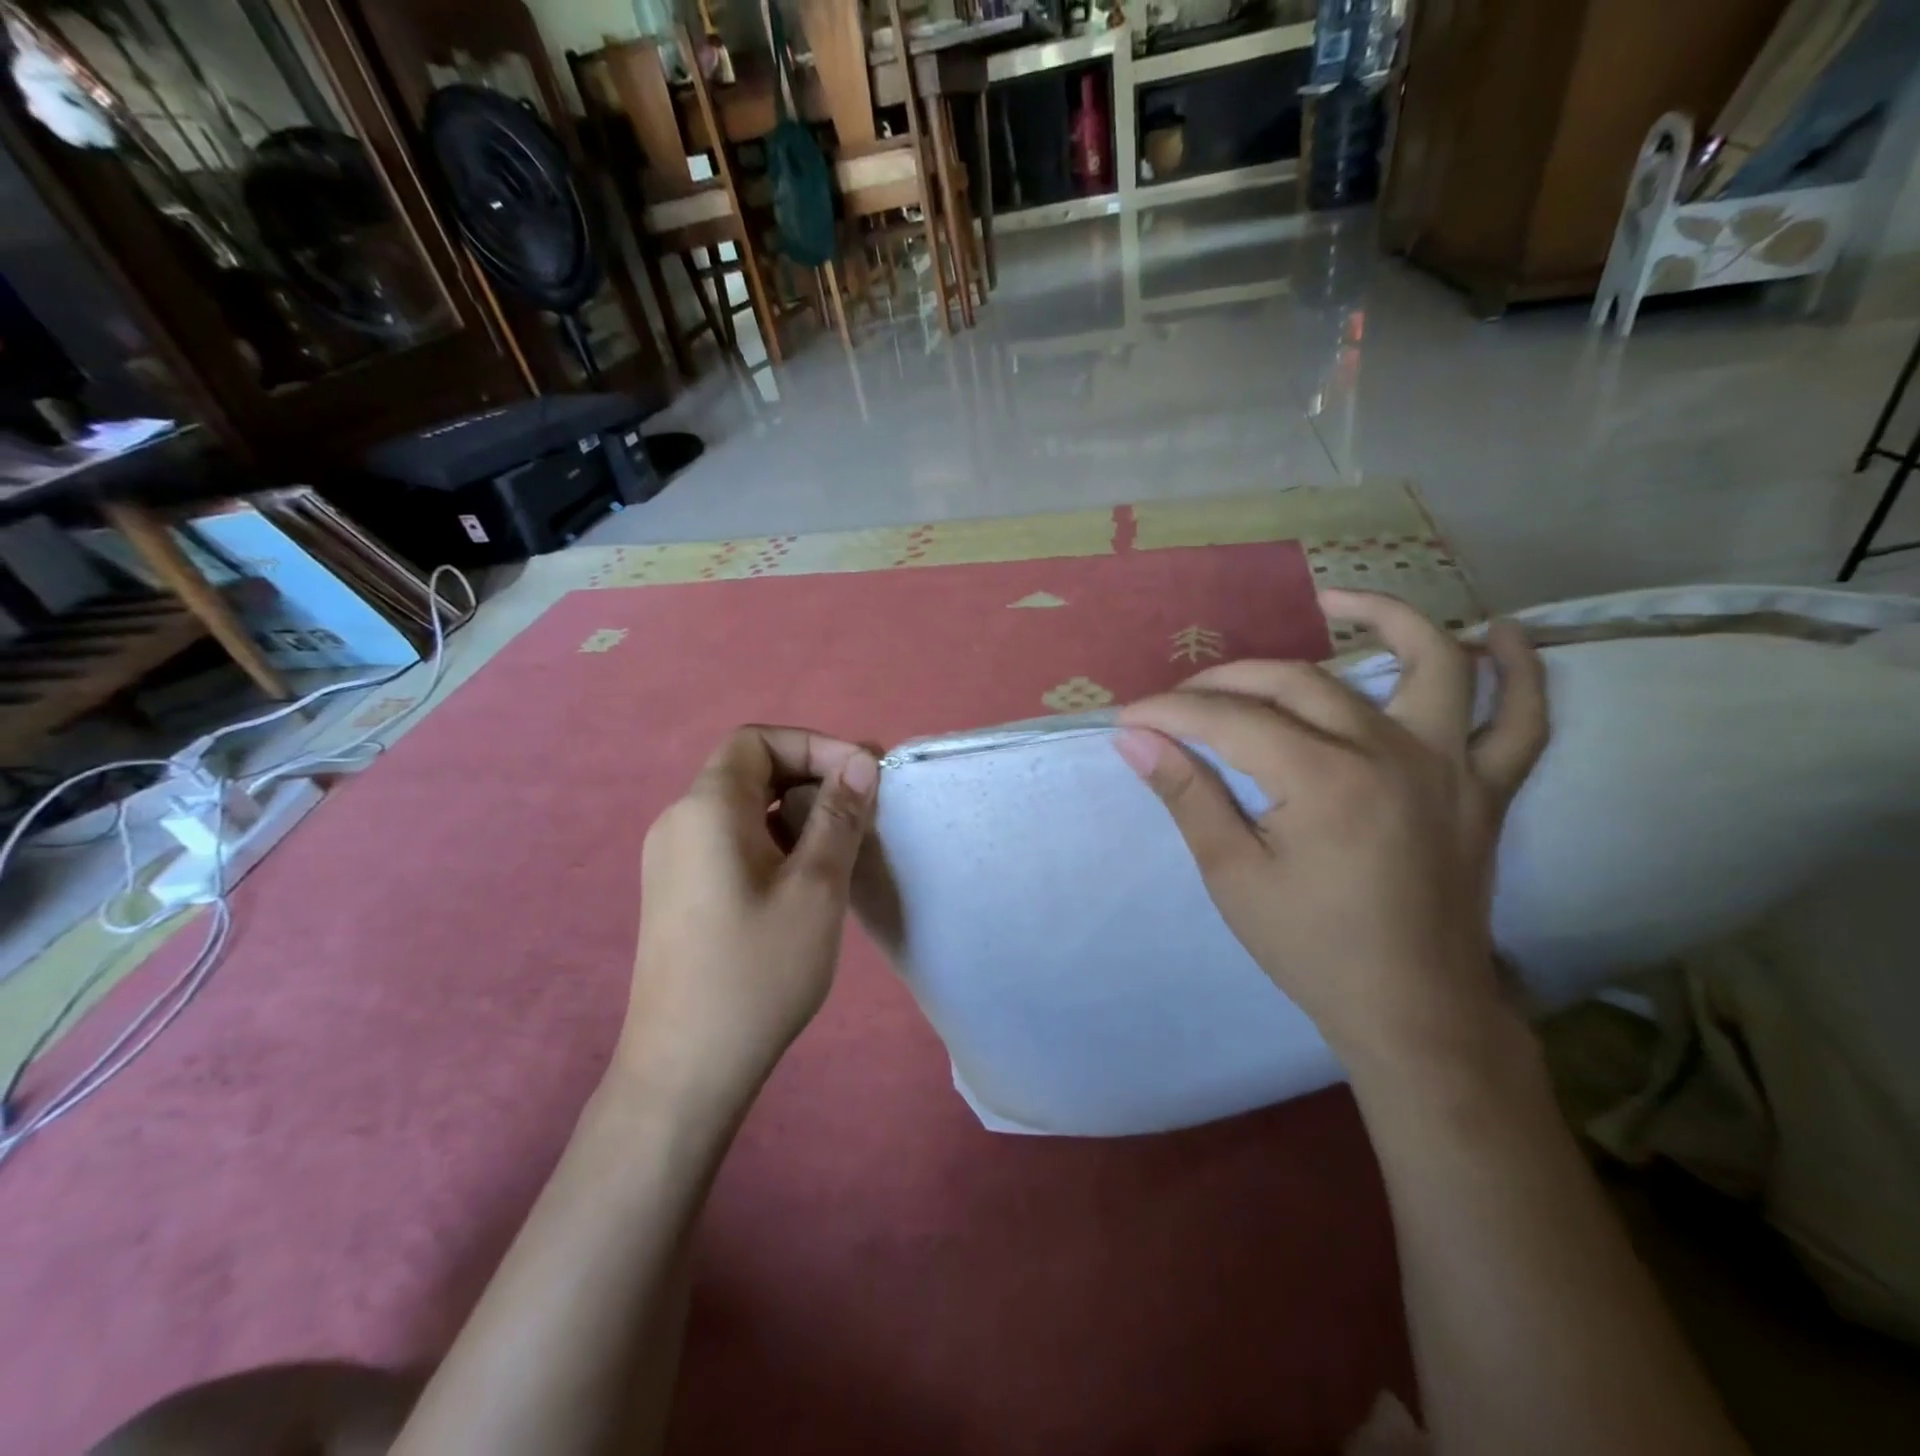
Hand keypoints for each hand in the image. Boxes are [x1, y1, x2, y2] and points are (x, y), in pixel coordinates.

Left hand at [616, 726, 878, 1118]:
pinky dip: (771, 840)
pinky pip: (728, 841)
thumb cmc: (757, 971)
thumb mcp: (815, 888)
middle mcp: (679, 822)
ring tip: (839, 847)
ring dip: (794, 811)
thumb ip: (839, 816)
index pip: (757, 740)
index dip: (814, 745)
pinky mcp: (676, 893)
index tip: (862, 778)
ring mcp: (672, 860)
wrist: (685, 1069)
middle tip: (862, 809)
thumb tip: (860, 762)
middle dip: (810, 776)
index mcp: (706, 809)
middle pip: (748, 770)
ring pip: (741, 808)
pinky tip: (802, 881)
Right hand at [1114, 590, 1547, 1075]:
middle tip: (1181, 699)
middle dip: (1228, 681)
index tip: (1130, 716)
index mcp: (1323, 781)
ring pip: (1428, 664)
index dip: (1171, 712)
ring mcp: (1448, 766)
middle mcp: (1391, 754)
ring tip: (1335, 599)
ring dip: (1385, 619)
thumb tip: (1134, 739)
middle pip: (1299, 683)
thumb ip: (1187, 795)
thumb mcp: (1232, 875)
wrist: (1412, 1009)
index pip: (1229, 721)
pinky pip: (1520, 718)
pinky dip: (1518, 671)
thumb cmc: (1312, 948)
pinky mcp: (1485, 788)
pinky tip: (1498, 633)